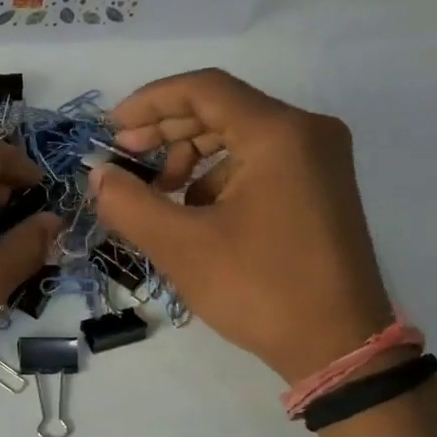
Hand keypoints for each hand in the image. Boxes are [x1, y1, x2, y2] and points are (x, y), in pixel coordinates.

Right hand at [89, 70, 393, 381]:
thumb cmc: (259, 288)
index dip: (149, 102)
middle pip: (221, 109)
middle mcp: (307, 132)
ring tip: (157, 195)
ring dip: (189, 157)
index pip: (204, 89)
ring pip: (238, 137)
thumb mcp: (182, 246)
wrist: (338, 346)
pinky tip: (192, 213)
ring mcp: (319, 161)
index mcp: (279, 133)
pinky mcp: (319, 189)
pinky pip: (258, 163)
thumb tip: (99, 175)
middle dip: (165, 131)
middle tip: (123, 159)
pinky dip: (217, 177)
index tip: (110, 130)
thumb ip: (129, 203)